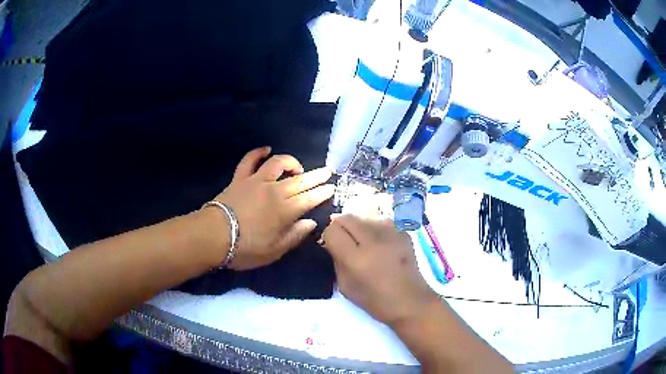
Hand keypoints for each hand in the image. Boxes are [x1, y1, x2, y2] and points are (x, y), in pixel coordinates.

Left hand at [211, 147, 334, 269]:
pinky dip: (258, 153)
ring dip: (291, 162)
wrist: (214, 236)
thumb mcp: (274, 251)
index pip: (309, 199)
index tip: (331, 188)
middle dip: (316, 176)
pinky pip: (249, 161)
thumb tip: (311, 223)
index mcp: (285, 211)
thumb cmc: (246, 248)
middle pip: (299, 180)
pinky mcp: (240, 178)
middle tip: (327, 171)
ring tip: (298, 167)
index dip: (322, 193)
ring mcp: (256, 182)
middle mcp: (274, 191)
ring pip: (278, 164)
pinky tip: (266, 150)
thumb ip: (295, 236)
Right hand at [320, 215, 437, 326]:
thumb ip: (336, 260)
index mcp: (356, 258)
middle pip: (347, 218)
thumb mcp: (345, 286)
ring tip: (365, 244)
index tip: (332, 244)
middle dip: (342, 227)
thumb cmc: (375, 300)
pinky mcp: (404, 233)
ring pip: (365, 219)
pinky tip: (381, 246)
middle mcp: (373, 240)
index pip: (333, 230)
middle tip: (345, 241)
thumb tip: (332, 243)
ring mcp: (391, 234)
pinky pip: (382, 224)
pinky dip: (376, 231)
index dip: (329, 236)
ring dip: (360, 228)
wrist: (410, 301)